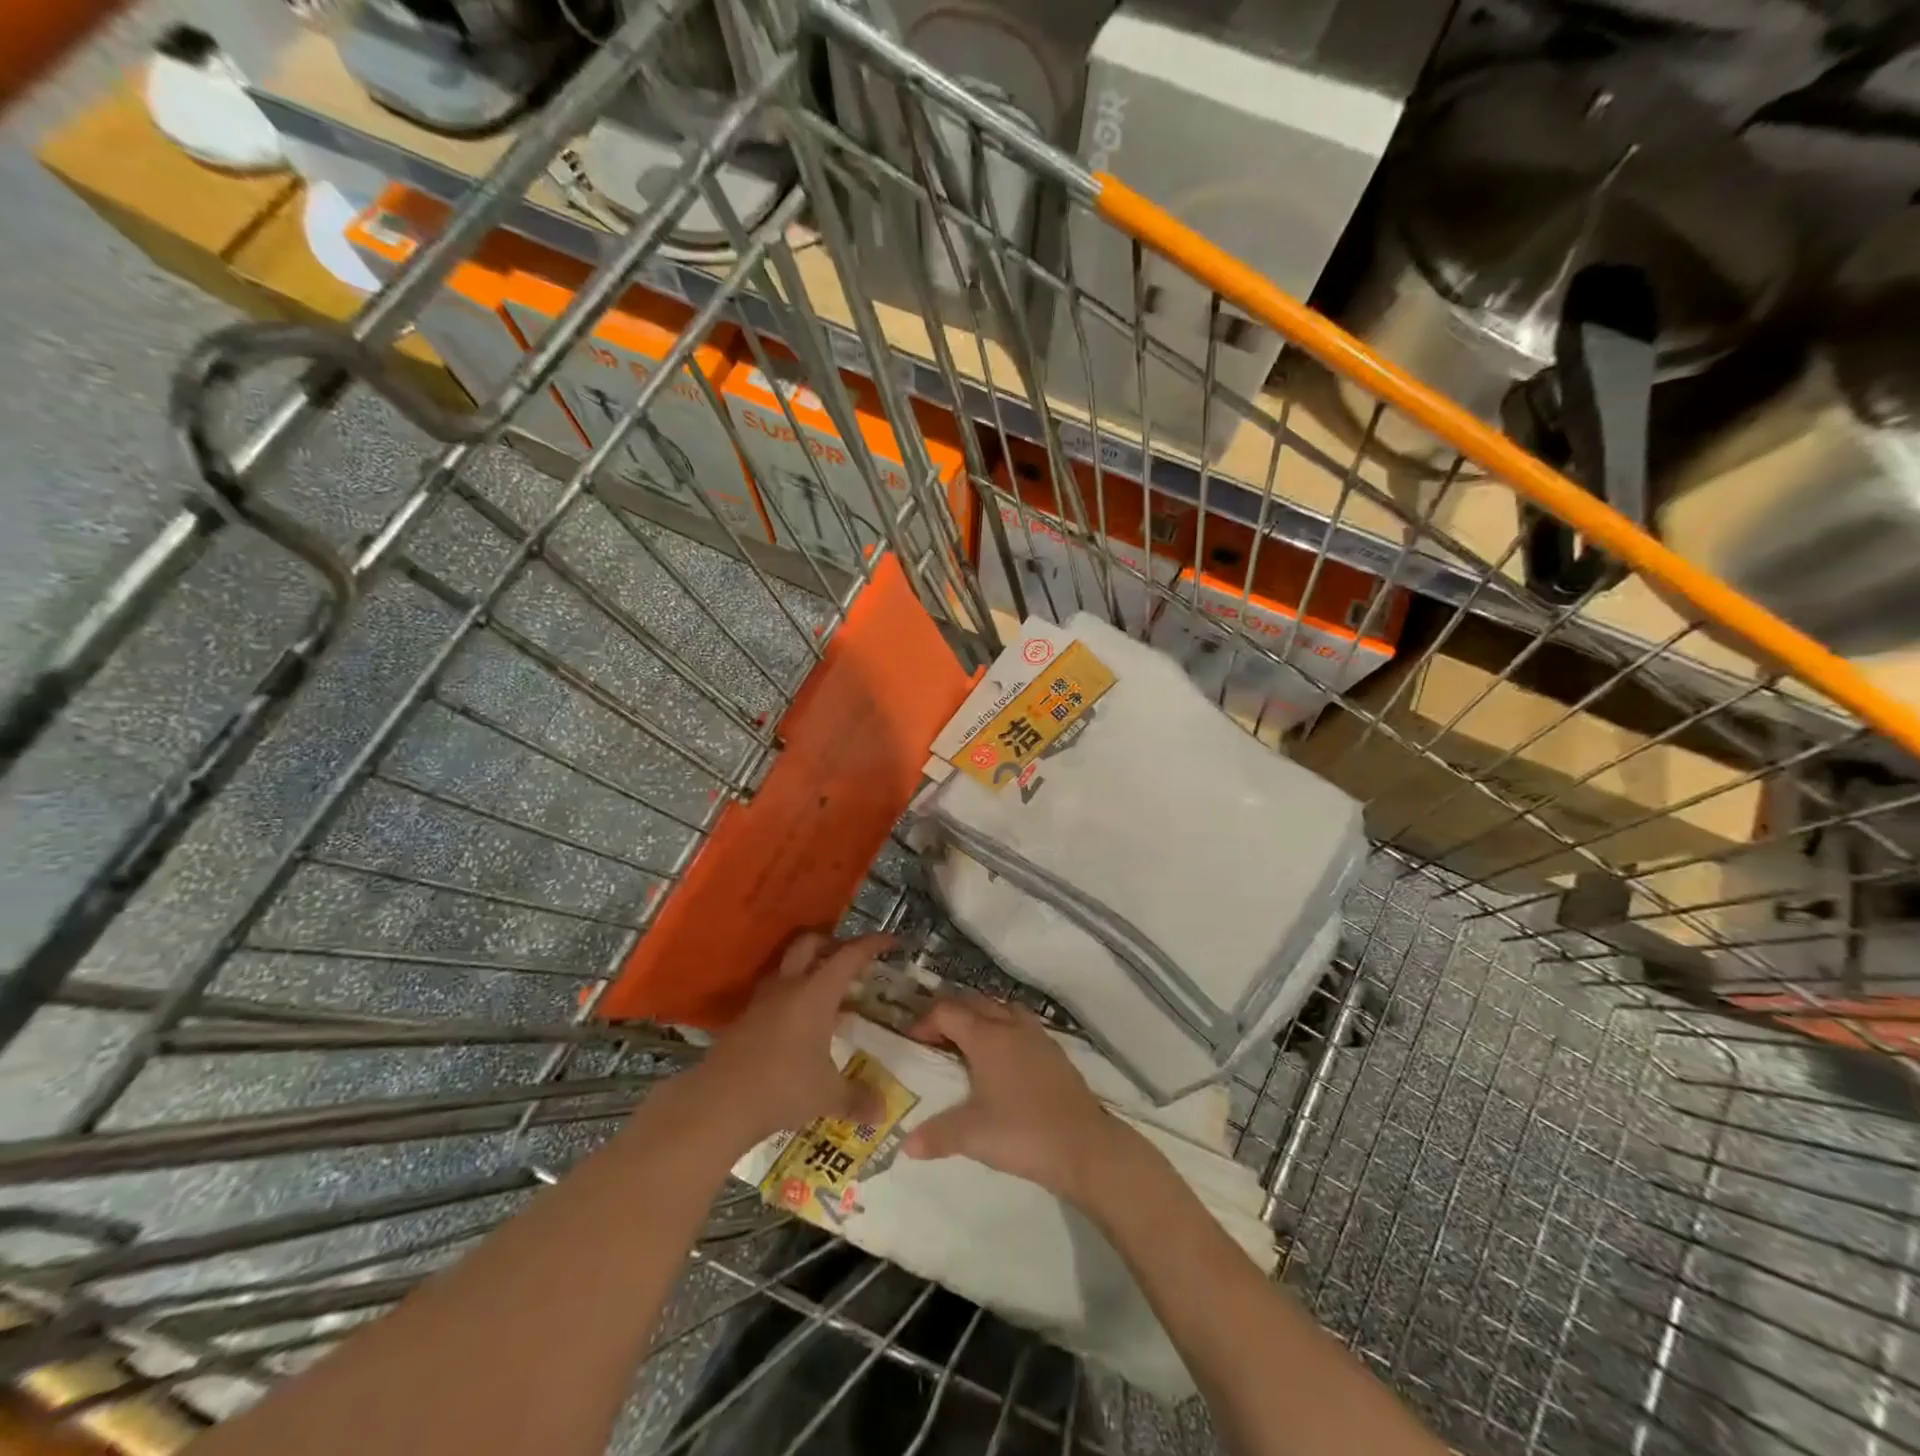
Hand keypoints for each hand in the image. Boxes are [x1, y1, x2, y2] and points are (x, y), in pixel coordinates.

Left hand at [688, 931, 890, 1146]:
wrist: (718, 1104)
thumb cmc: (782, 1088)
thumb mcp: (827, 1095)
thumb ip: (857, 1098)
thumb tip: (883, 1111)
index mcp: (815, 993)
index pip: (849, 956)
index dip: (872, 944)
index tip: (890, 941)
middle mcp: (788, 987)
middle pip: (810, 945)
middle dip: (833, 944)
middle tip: (852, 960)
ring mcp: (762, 1002)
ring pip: (788, 967)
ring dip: (808, 968)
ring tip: (827, 991)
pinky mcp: (744, 1020)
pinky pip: (774, 993)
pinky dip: (791, 996)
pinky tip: (800, 1023)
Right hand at [900, 995, 1129, 1202]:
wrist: (1084, 1145)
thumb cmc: (1022, 1132)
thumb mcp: (972, 1136)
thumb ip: (937, 1135)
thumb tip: (905, 1144)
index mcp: (987, 1037)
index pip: (948, 1012)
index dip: (925, 1022)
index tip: (913, 1042)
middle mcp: (1010, 1026)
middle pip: (974, 1003)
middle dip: (951, 1014)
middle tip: (934, 1038)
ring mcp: (1036, 1036)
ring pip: (1001, 1009)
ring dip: (980, 1016)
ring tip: (967, 1043)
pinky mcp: (1054, 1051)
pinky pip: (1021, 1024)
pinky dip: (1004, 1029)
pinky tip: (1002, 1058)